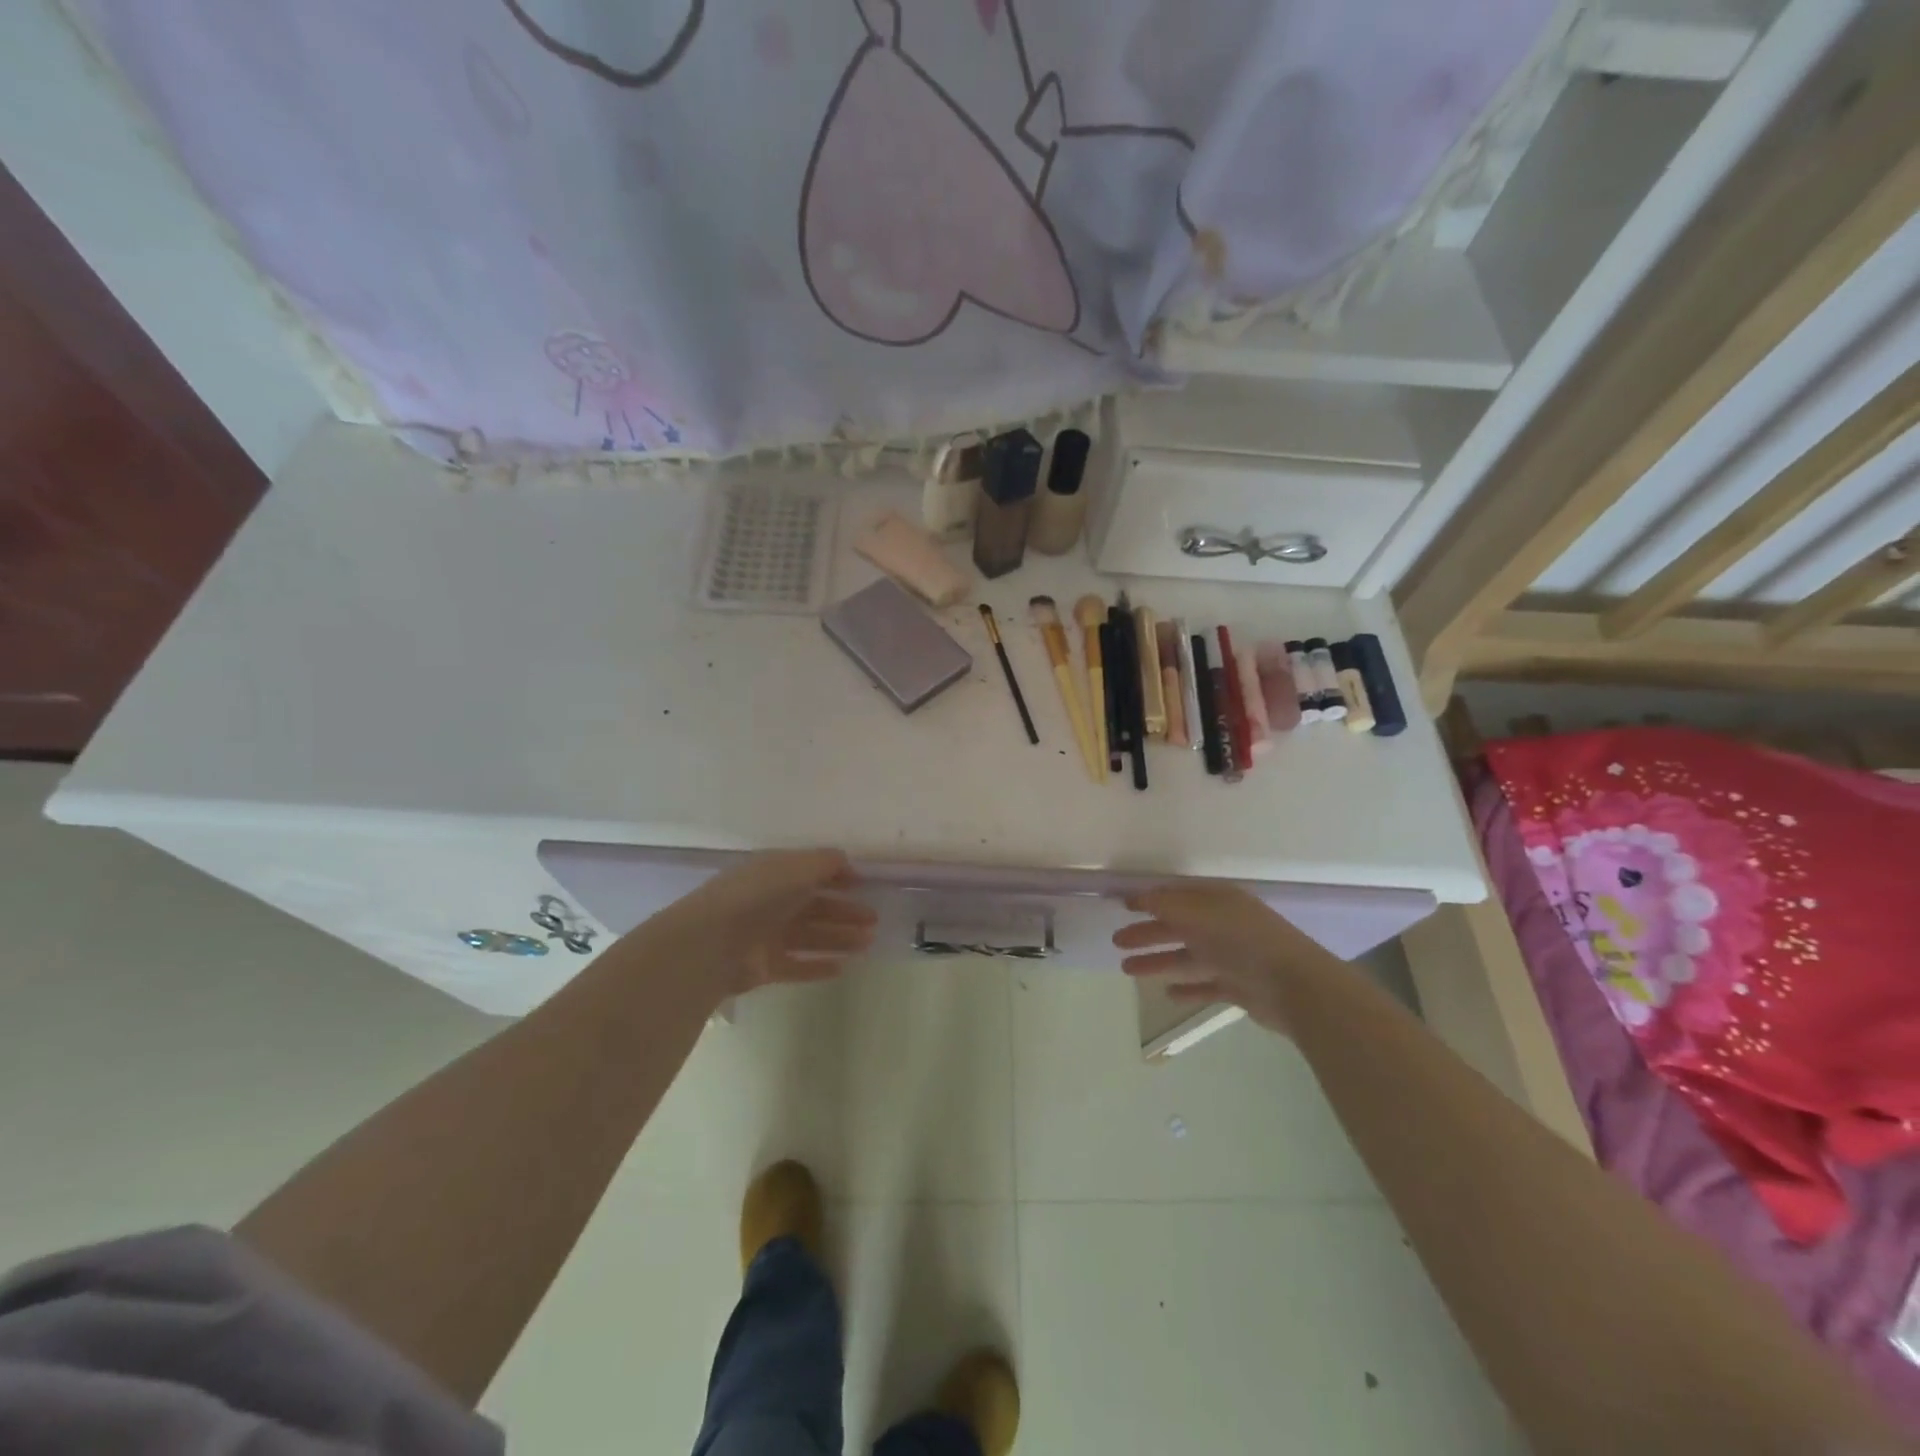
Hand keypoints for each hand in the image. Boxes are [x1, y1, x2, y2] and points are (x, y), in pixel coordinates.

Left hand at [645, 850, 877, 998]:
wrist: (712, 942)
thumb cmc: (758, 896)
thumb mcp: (796, 867)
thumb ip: (825, 862)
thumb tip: (846, 861)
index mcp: (774, 873)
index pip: (810, 872)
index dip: (837, 877)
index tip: (863, 885)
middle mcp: (770, 902)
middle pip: (814, 906)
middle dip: (845, 912)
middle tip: (874, 920)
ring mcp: (765, 936)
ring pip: (809, 936)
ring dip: (839, 938)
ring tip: (867, 944)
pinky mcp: (762, 967)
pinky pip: (795, 965)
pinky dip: (817, 966)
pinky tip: (841, 968)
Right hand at [1112, 883, 1337, 1034]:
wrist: (1296, 986)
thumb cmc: (1245, 941)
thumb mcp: (1202, 913)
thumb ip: (1168, 905)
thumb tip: (1139, 895)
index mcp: (1218, 902)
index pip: (1177, 896)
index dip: (1150, 899)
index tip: (1122, 904)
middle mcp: (1223, 926)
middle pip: (1178, 927)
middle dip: (1147, 933)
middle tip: (1117, 941)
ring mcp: (1231, 958)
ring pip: (1186, 957)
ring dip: (1157, 961)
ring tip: (1127, 969)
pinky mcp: (1238, 988)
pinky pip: (1205, 985)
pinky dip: (1187, 988)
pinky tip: (1167, 993)